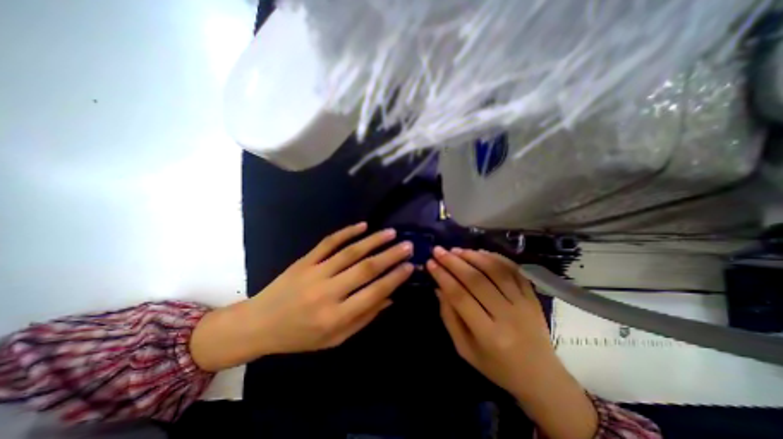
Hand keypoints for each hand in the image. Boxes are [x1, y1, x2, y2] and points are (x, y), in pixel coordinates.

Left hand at [189, 224, 411, 372]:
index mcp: (335, 316)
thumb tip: (390, 298)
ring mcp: (315, 272)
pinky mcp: (305, 260)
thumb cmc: (300, 337)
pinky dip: (346, 232)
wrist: (259, 324)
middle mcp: (327, 292)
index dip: (394, 279)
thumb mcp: (335, 339)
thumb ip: (364, 318)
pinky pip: (328, 242)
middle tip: (408, 245)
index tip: (410, 266)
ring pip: (350, 251)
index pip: (373, 293)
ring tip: (391, 233)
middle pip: (365, 269)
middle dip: (390, 256)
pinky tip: (363, 225)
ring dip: (373, 240)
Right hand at [426, 249, 596, 438]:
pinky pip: (514, 270)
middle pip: (476, 280)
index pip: (460, 297)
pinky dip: (496, 258)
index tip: (430, 263)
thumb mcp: (465, 349)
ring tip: (456, 250)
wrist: (541, 377)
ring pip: (496, 271)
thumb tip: (439, 288)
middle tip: (438, 250)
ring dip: (473, 256)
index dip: (443, 277)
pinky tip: (480, 252)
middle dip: (453, 262)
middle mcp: (507, 316)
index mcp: (488, 335)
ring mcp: (523, 303)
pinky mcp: (533, 296)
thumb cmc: (497, 367)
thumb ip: (450, 318)